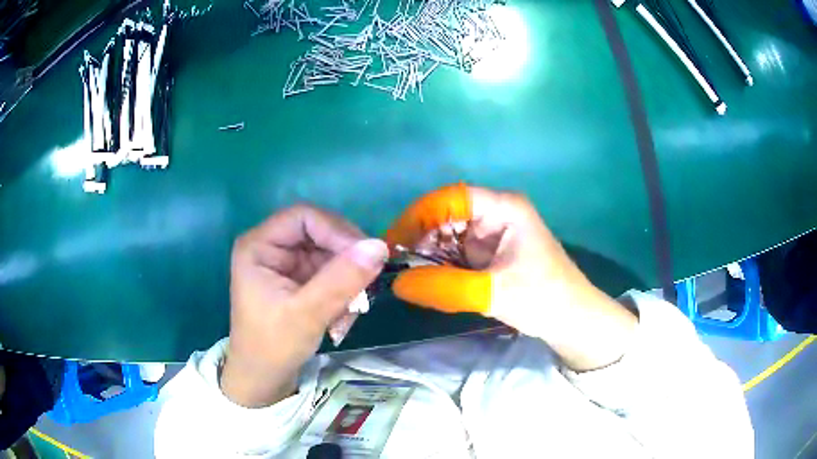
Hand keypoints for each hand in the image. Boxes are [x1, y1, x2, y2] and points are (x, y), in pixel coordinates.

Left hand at [221, 205, 387, 406]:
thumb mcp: (307, 314)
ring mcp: (287, 264)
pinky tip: (342, 318)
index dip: (337, 230)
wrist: (263, 379)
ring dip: (348, 281)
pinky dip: (344, 292)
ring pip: (331, 254)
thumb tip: (379, 246)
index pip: (304, 217)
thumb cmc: (273, 346)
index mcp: (259, 245)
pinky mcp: (300, 280)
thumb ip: (341, 280)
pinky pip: (332, 273)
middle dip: (345, 261)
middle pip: (320, 233)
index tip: (367, 256)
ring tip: (351, 312)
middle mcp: (272, 247)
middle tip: (365, 288)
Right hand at [386, 185, 637, 370]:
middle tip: (396, 264)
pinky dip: (440, 266)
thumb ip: (444, 287)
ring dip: (428, 254)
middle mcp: (495, 213)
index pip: (451, 198)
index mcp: (504, 207)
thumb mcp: (493, 292)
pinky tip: (428, 280)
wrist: (571, 320)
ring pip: (448, 236)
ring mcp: (491, 234)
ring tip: (409, 275)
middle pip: (446, 215)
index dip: (418, 215)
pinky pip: (456, 254)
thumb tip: (397, 283)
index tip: (393, 242)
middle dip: (421, 238)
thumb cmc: (543, 298)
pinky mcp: (489, 254)